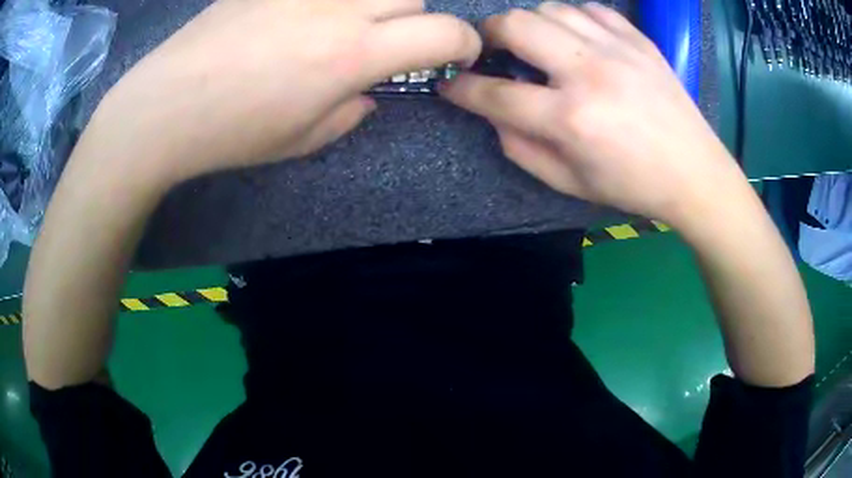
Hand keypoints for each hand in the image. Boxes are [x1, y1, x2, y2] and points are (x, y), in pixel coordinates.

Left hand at [93, 0, 480, 180]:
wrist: (165, 104)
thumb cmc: (233, 132)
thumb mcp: (304, 139)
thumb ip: (352, 111)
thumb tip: (369, 91)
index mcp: (352, 56)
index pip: (443, 32)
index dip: (463, 43)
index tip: (456, 56)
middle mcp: (340, 9)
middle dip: (414, 21)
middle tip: (384, 44)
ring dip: (377, 5)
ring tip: (341, 27)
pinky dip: (331, 2)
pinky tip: (299, 19)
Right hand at [441, 2, 740, 228]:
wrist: (694, 173)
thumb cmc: (632, 185)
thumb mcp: (569, 183)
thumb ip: (520, 148)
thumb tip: (493, 113)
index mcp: (571, 120)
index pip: (494, 93)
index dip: (462, 87)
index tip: (450, 83)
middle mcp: (589, 73)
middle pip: (515, 26)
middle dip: (489, 35)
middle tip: (493, 51)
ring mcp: (617, 49)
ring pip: (550, 8)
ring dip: (532, 24)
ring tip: (538, 45)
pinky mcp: (638, 40)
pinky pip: (591, 9)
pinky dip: (574, 19)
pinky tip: (579, 40)